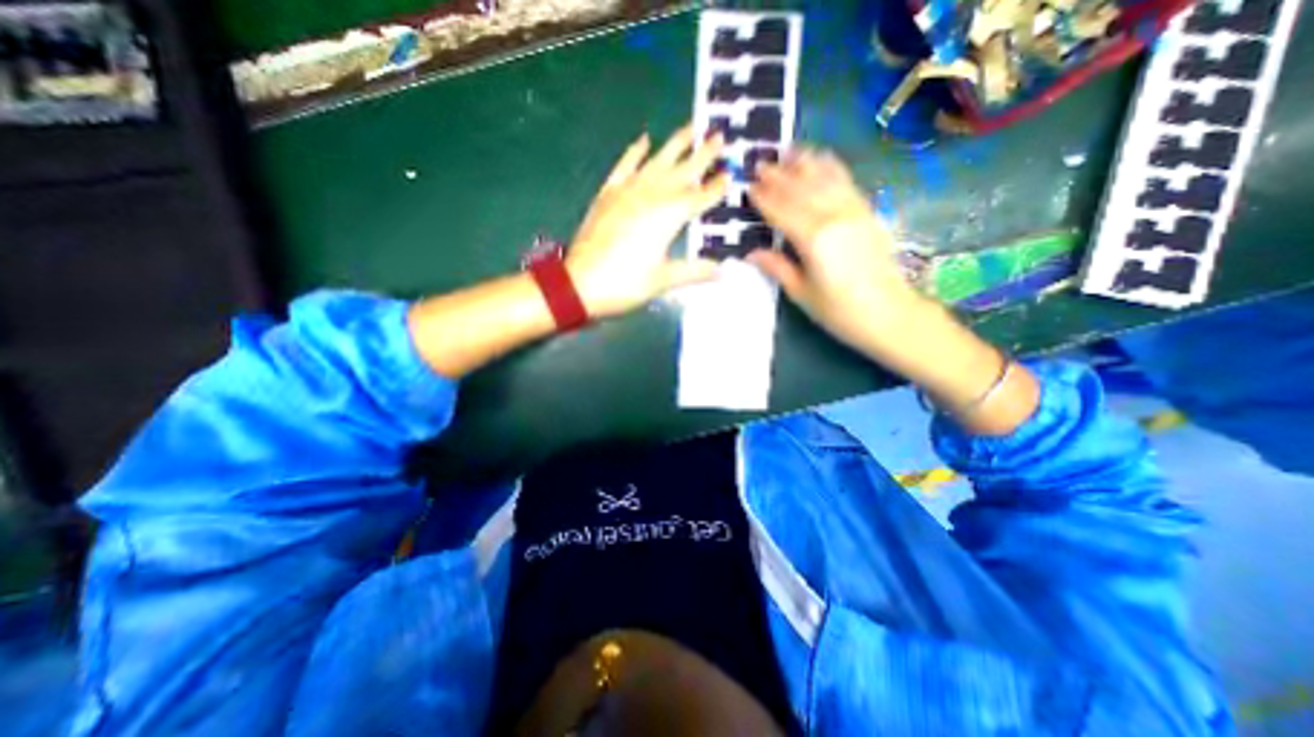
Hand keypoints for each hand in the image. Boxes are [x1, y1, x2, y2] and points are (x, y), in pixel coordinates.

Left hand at [564, 127, 727, 315]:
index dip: (716, 187)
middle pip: (683, 171)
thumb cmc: (625, 284)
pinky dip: (634, 152)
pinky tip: (644, 140)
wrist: (580, 283)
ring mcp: (627, 191)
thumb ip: (694, 271)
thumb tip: (723, 271)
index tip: (732, 173)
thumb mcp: (662, 281)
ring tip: (692, 127)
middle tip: (720, 134)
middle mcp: (651, 196)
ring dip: (676, 144)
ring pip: (657, 161)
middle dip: (703, 154)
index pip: (699, 197)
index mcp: (668, 217)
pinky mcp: (608, 194)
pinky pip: (624, 166)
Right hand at [745, 148, 928, 357]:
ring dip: (804, 163)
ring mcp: (854, 210)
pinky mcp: (868, 212)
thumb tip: (751, 253)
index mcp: (813, 239)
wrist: (889, 314)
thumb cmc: (839, 310)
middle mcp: (833, 216)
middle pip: (800, 189)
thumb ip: (777, 267)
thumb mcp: (801, 293)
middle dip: (778, 176)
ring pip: (824, 178)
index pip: (781, 211)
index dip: (764, 198)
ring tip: (787, 150)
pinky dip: (832, 167)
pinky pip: (847, 181)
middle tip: (760, 164)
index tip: (749, 186)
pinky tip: (822, 159)